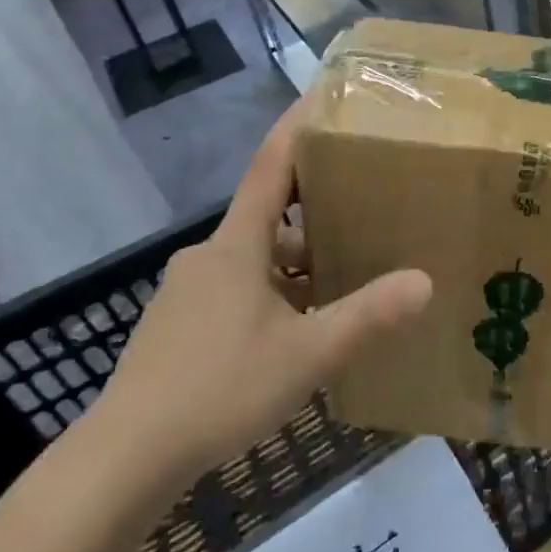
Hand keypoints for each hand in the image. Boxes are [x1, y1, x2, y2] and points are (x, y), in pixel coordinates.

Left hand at [93, 102, 432, 492]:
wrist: (125, 456)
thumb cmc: (219, 388)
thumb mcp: (307, 352)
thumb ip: (367, 316)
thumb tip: (425, 281)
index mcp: (237, 245)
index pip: (271, 166)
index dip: (298, 128)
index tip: (324, 95)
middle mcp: (210, 256)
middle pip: (269, 214)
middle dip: (315, 208)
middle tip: (364, 205)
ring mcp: (190, 291)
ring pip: (255, 257)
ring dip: (296, 260)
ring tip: (343, 275)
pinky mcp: (180, 324)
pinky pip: (238, 287)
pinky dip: (273, 290)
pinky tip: (298, 326)